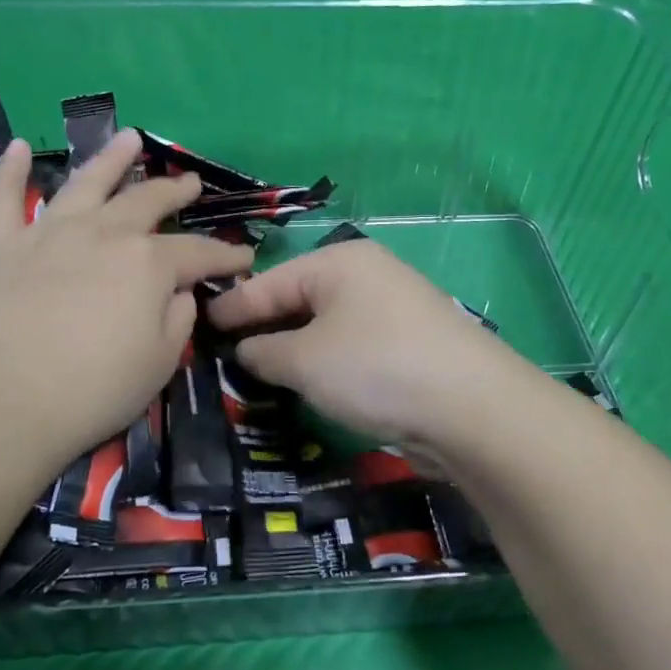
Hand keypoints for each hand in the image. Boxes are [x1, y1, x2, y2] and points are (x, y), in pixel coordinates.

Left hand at [0, 130, 252, 476]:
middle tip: (191, 183)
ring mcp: (48, 234)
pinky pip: (4, 199)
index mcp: (147, 264)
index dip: (225, 255)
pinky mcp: (1, 247)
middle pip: (147, 201)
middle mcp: (103, 234)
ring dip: (111, 158)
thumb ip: (178, 318)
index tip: (245, 257)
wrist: (0, 407)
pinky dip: (11, 171)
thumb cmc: (91, 392)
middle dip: (175, 191)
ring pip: (86, 182)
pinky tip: (20, 146)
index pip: (198, 253)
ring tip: (130, 137)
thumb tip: (176, 292)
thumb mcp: (160, 363)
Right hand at [206, 238, 533, 450]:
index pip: (270, 281)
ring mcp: (392, 307)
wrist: (472, 407)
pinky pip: (350, 344)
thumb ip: (264, 351)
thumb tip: (247, 349)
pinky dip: (324, 360)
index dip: (233, 306)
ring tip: (257, 370)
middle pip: (299, 298)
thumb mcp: (305, 361)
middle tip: (222, 352)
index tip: (198, 323)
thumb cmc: (375, 368)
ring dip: (293, 347)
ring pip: (325, 324)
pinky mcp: (409, 342)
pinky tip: (308, 381)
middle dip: (263, 326)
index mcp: (339, 262)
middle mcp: (367, 274)